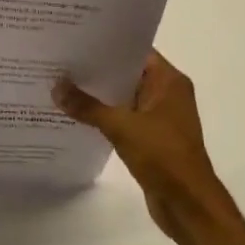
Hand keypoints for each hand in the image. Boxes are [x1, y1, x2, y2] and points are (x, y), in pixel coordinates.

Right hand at [54, 51, 239, 243]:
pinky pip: (123, 119)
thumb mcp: (121, 127)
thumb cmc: (163, 156)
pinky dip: (104, 117)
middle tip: (60, 62)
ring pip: (123, 98)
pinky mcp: (151, 139)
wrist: (187, 203)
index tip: (76, 41)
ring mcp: (159, 118)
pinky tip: (76, 116)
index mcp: (169, 82)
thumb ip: (88, 107)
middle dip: (97, 71)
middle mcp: (167, 94)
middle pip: (127, 74)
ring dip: (98, 96)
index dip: (107, 46)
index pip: (135, 52)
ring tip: (61, 86)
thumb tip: (57, 88)